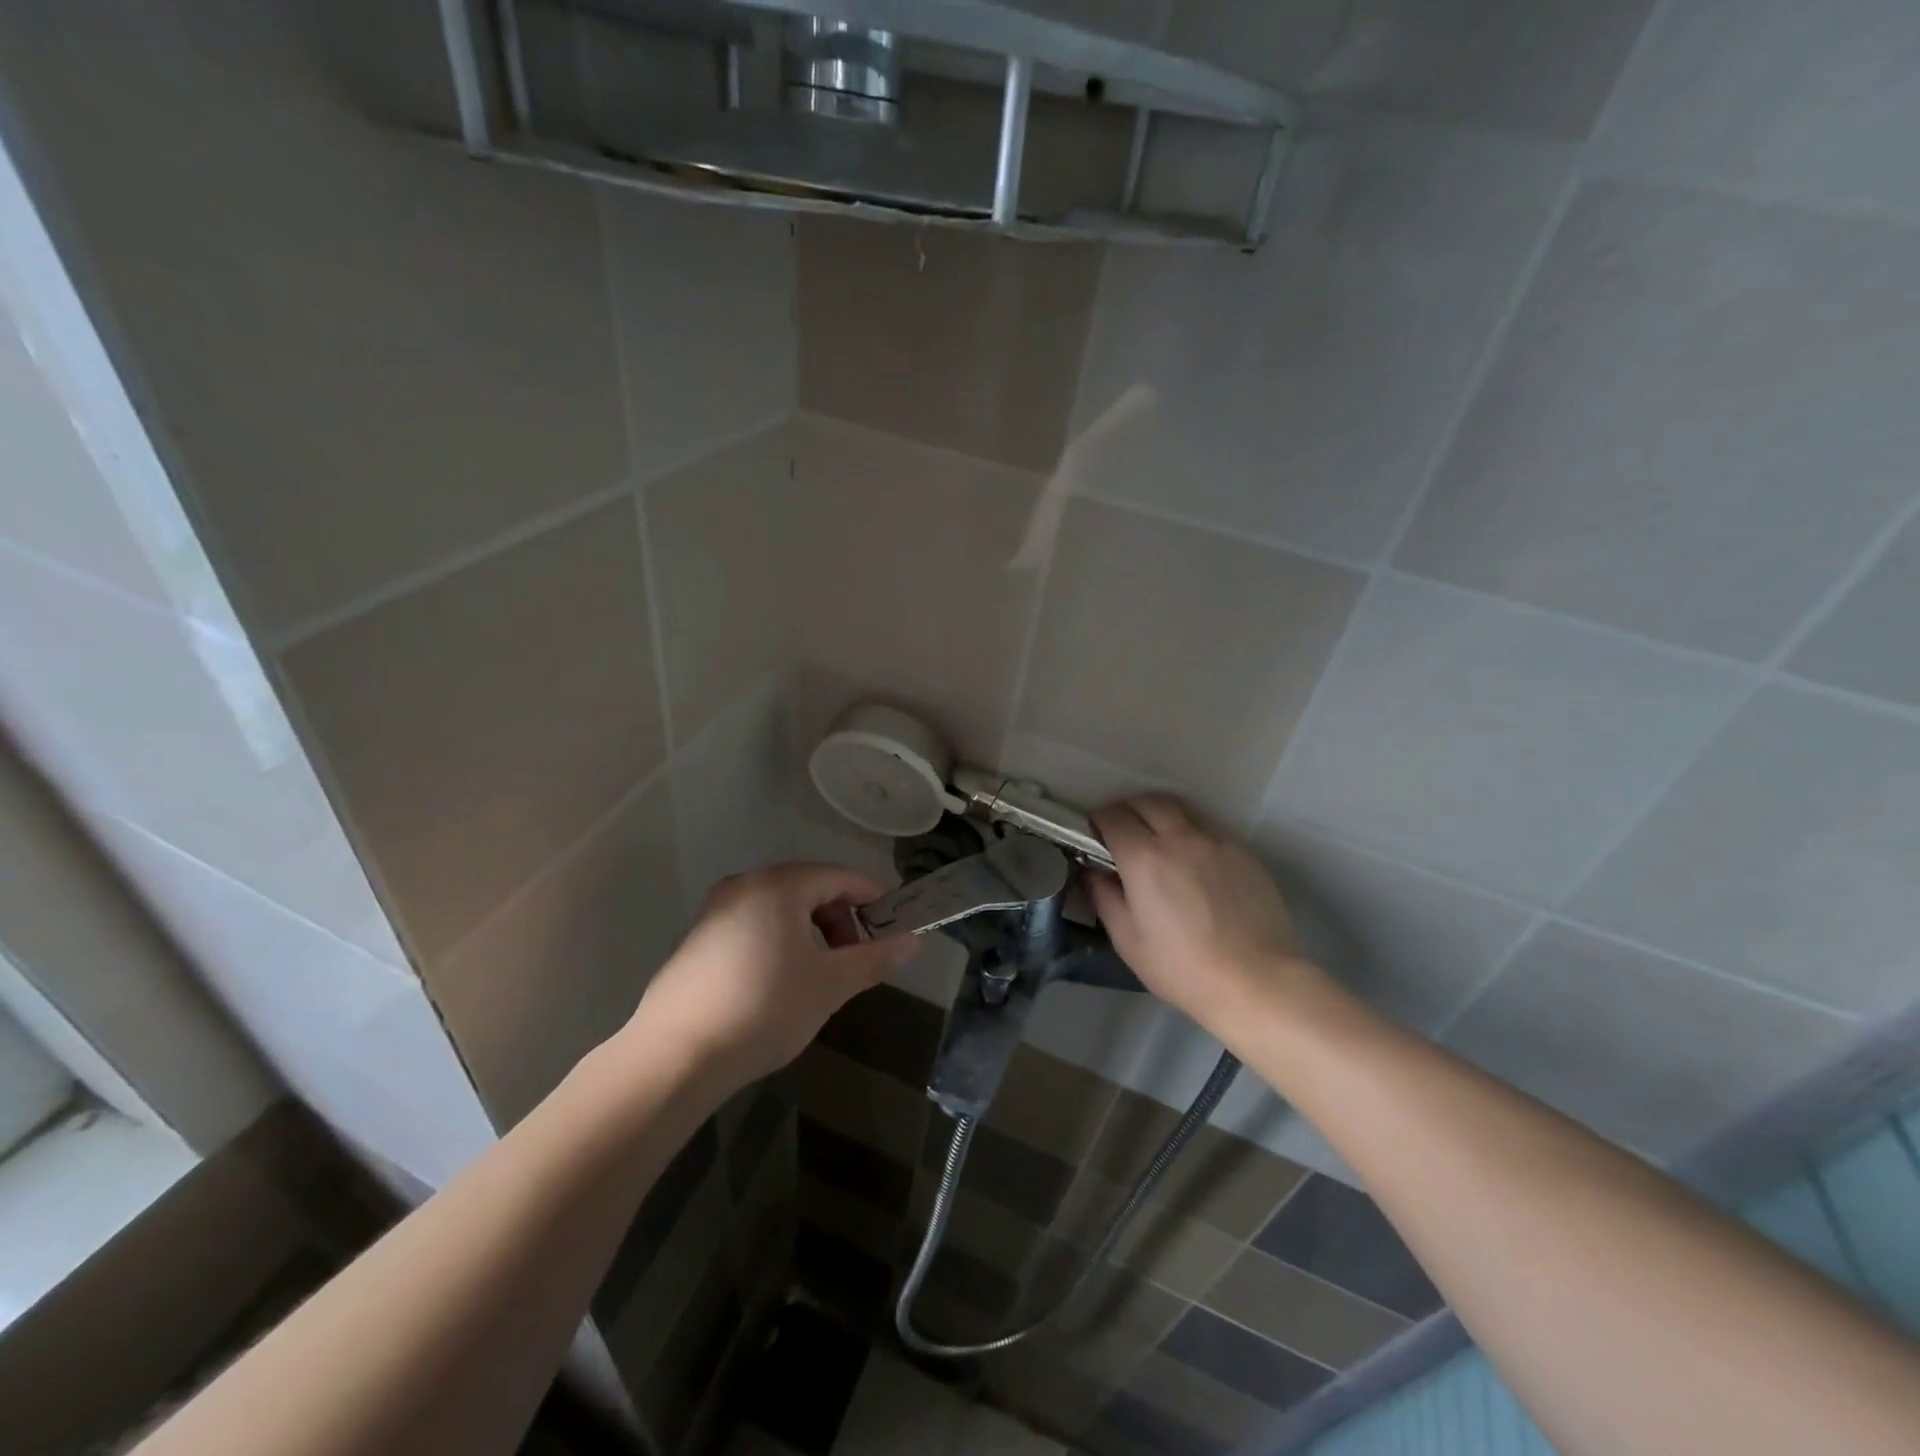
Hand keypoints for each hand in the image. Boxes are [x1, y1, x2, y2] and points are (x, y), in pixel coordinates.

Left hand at [624, 864, 916, 1090]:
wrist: (674, 1056)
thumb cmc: (764, 1008)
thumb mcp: (830, 984)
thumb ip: (874, 958)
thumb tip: (914, 940)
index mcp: (779, 885)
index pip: (840, 877)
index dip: (873, 899)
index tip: (894, 926)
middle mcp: (745, 885)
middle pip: (810, 888)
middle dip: (841, 919)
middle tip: (856, 958)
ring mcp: (716, 911)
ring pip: (781, 909)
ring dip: (811, 933)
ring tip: (821, 975)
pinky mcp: (698, 940)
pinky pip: (754, 926)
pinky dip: (780, 942)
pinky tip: (780, 984)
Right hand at [1089, 794, 1315, 1031]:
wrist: (1256, 981)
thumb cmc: (1182, 967)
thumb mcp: (1128, 940)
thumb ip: (1105, 898)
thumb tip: (1095, 873)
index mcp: (1144, 858)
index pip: (1112, 816)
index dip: (1098, 822)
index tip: (1095, 836)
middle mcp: (1179, 837)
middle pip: (1146, 801)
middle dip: (1127, 809)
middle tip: (1121, 833)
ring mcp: (1215, 840)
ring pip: (1180, 807)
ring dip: (1159, 813)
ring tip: (1155, 838)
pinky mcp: (1242, 851)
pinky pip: (1207, 825)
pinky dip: (1189, 828)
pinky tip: (1190, 857)